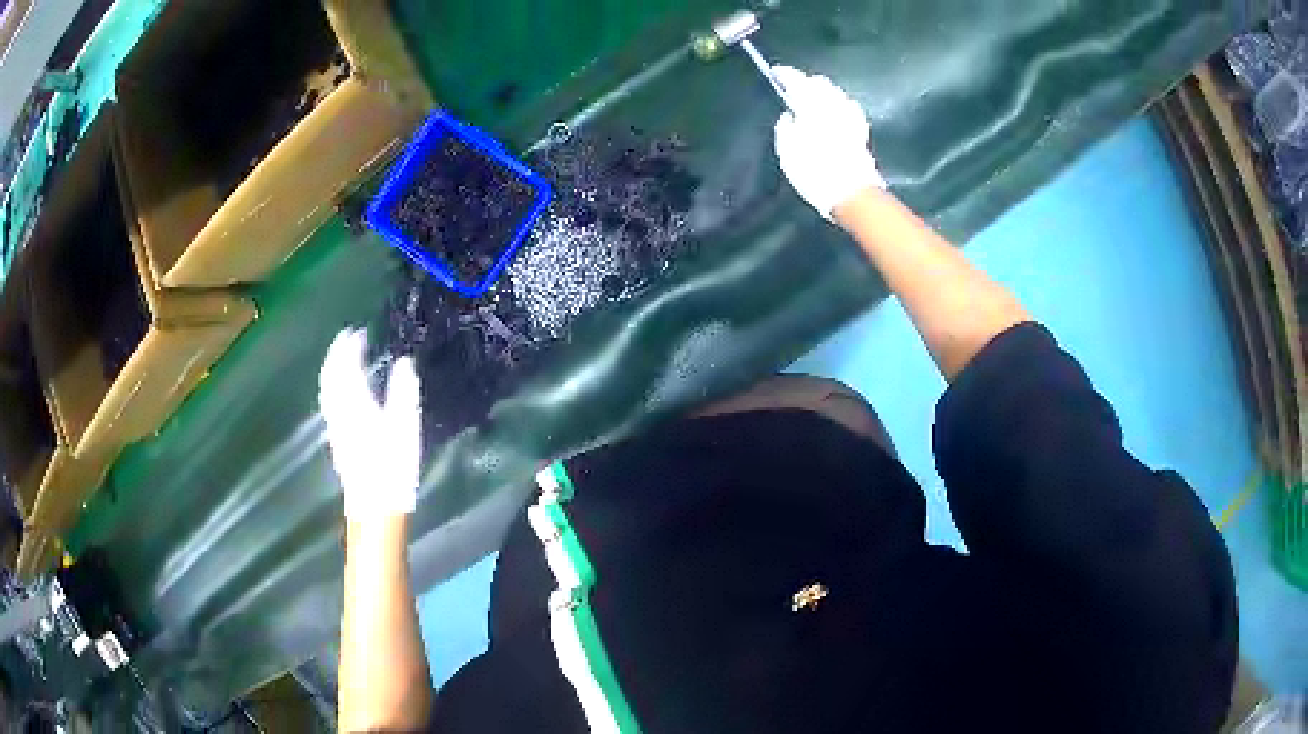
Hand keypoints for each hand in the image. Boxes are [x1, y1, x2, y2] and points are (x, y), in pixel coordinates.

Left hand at [319, 329, 420, 518]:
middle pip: (331, 376)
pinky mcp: (337, 440)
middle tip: (346, 339)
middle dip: (336, 354)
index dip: (349, 347)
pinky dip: (333, 386)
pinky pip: (329, 402)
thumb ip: (404, 391)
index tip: (357, 331)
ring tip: (342, 359)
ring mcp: (336, 427)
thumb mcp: (406, 427)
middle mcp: (340, 411)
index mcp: (355, 403)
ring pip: (327, 390)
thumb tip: (404, 362)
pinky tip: (341, 392)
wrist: (374, 506)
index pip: (346, 367)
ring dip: (332, 369)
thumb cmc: (393, 467)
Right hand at [773, 66, 885, 218]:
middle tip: (795, 85)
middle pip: (819, 83)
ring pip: (836, 92)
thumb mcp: (788, 154)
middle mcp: (832, 106)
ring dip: (824, 90)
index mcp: (811, 108)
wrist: (851, 192)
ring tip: (815, 94)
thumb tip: (789, 116)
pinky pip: (849, 106)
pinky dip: (840, 102)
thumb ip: (785, 129)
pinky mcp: (861, 129)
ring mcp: (849, 116)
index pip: (797, 81)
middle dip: (806, 81)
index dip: (785, 74)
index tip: (776, 72)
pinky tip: (838, 106)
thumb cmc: (815, 174)